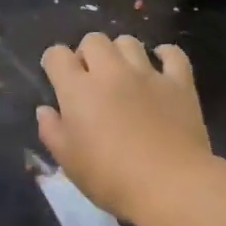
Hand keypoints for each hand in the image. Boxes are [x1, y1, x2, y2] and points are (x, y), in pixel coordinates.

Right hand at [37, 34, 211, 222]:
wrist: (171, 186)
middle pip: (94, 39)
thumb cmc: (111, 178)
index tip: (57, 78)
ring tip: (122, 74)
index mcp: (78, 89)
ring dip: (120, 53)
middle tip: (90, 79)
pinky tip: (160, 67)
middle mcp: (111, 72)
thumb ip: (51, 131)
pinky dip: (164, 55)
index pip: (57, 55)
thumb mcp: (68, 161)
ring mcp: (148, 74)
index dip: (53, 62)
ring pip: (129, 42)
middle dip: (87, 53)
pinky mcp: (179, 83)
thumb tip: (45, 110)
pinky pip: (172, 54)